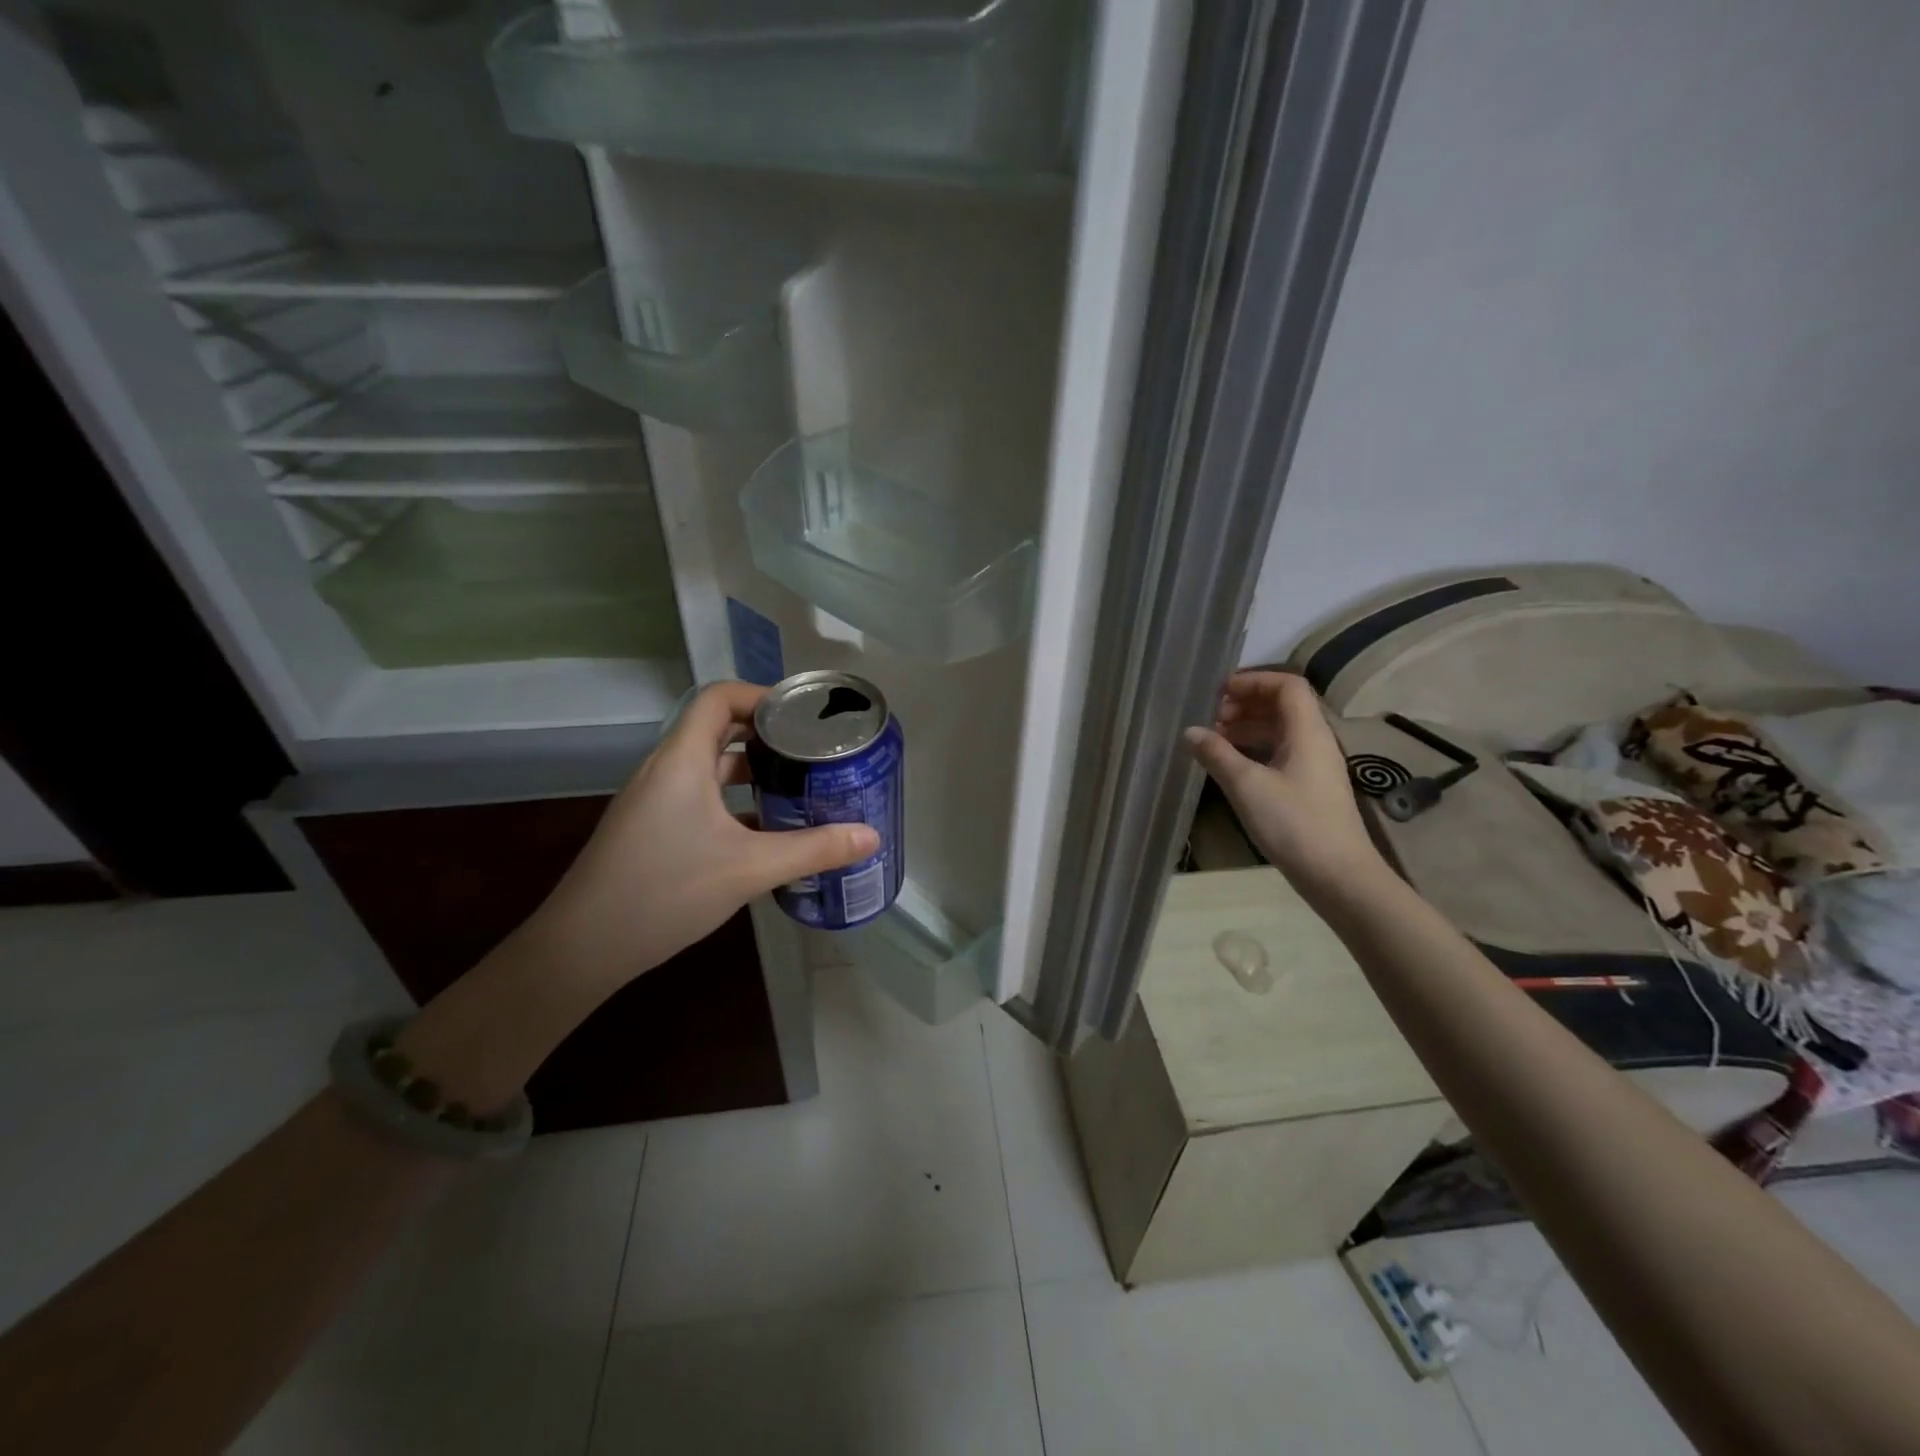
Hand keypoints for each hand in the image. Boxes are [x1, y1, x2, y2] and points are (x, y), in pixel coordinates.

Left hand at [532, 681, 879, 994]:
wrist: (582, 948)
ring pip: (710, 767)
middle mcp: (665, 769)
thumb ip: (814, 849)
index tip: (805, 717)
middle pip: (719, 728)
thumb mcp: (749, 869)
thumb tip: (871, 837)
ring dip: (753, 772)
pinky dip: (735, 802)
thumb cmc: (665, 891)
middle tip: (814, 751)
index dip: (762, 696)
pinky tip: (767, 831)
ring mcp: (655, 800)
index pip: (720, 698)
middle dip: (768, 736)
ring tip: (799, 786)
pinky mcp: (652, 828)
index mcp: (682, 759)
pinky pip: (700, 797)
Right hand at [1183, 671, 1385, 897]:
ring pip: (1280, 732)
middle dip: (1246, 705)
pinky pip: (1280, 754)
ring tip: (1214, 741)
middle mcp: (1315, 741)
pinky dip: (1255, 750)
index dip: (1254, 681)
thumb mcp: (1247, 786)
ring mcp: (1314, 766)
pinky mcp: (1309, 788)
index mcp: (1307, 731)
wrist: (1338, 876)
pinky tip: (1231, 766)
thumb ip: (1216, 754)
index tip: (1220, 693)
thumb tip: (1190, 732)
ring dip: (1247, 729)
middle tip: (1211, 719)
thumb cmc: (1294, 824)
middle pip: (1283, 706)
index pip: (1287, 685)